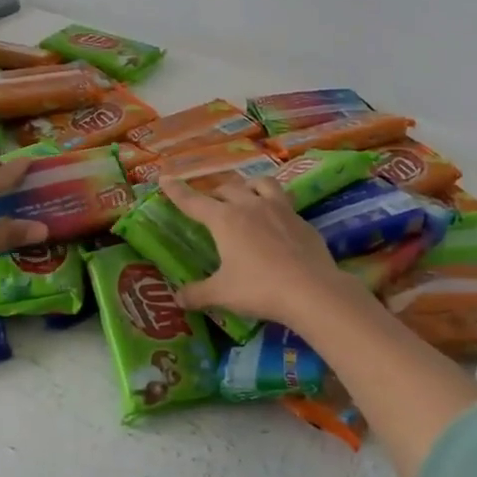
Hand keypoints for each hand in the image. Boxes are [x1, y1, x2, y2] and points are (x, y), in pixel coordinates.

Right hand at [158, 176, 363, 330]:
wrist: (311, 289)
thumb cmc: (259, 288)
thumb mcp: (222, 294)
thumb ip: (197, 294)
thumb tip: (177, 298)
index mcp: (224, 220)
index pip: (193, 201)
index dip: (177, 191)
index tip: (165, 178)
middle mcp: (250, 206)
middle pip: (227, 188)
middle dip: (214, 192)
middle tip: (210, 202)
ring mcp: (279, 209)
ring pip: (260, 183)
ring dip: (247, 185)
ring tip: (245, 194)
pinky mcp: (301, 219)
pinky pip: (283, 201)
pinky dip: (273, 204)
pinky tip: (275, 219)